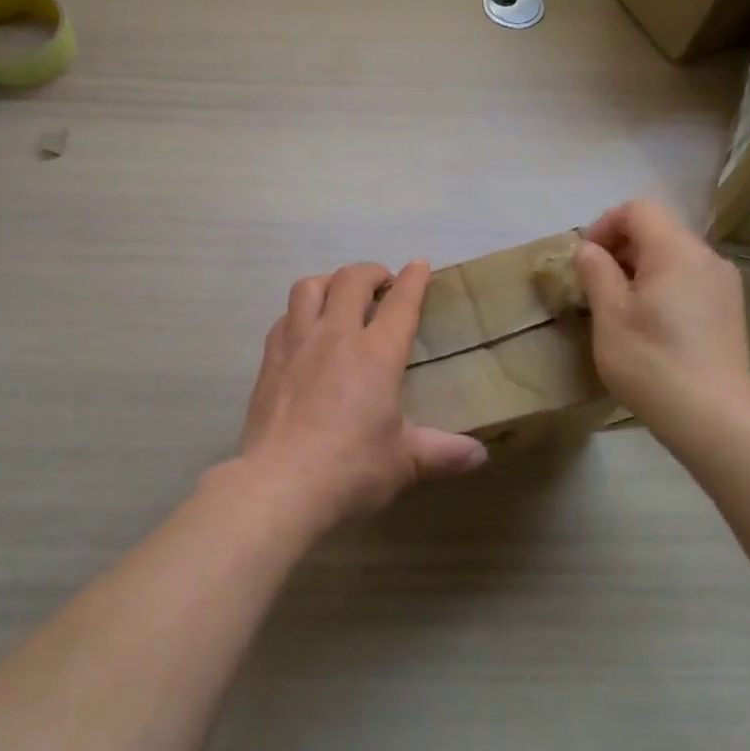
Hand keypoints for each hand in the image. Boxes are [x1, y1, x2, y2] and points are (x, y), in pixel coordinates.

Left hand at [224, 260, 488, 532]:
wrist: (279, 485)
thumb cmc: (350, 470)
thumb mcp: (404, 463)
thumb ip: (442, 452)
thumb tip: (480, 456)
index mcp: (376, 354)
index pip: (401, 302)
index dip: (413, 279)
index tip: (419, 265)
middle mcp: (336, 336)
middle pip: (352, 280)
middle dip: (372, 272)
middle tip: (383, 283)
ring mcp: (297, 344)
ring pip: (310, 287)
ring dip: (330, 282)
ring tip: (339, 295)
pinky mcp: (269, 361)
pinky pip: (284, 318)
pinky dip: (300, 313)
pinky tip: (304, 330)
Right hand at [572, 199, 749, 439]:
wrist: (716, 419)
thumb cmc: (653, 362)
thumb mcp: (609, 315)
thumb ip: (596, 272)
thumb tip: (589, 249)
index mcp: (675, 250)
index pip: (638, 209)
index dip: (605, 225)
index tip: (586, 260)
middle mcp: (706, 256)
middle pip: (658, 228)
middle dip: (620, 247)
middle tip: (595, 285)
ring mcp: (723, 283)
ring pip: (673, 255)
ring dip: (640, 267)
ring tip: (619, 306)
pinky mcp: (729, 308)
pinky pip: (689, 278)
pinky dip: (663, 284)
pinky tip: (650, 323)